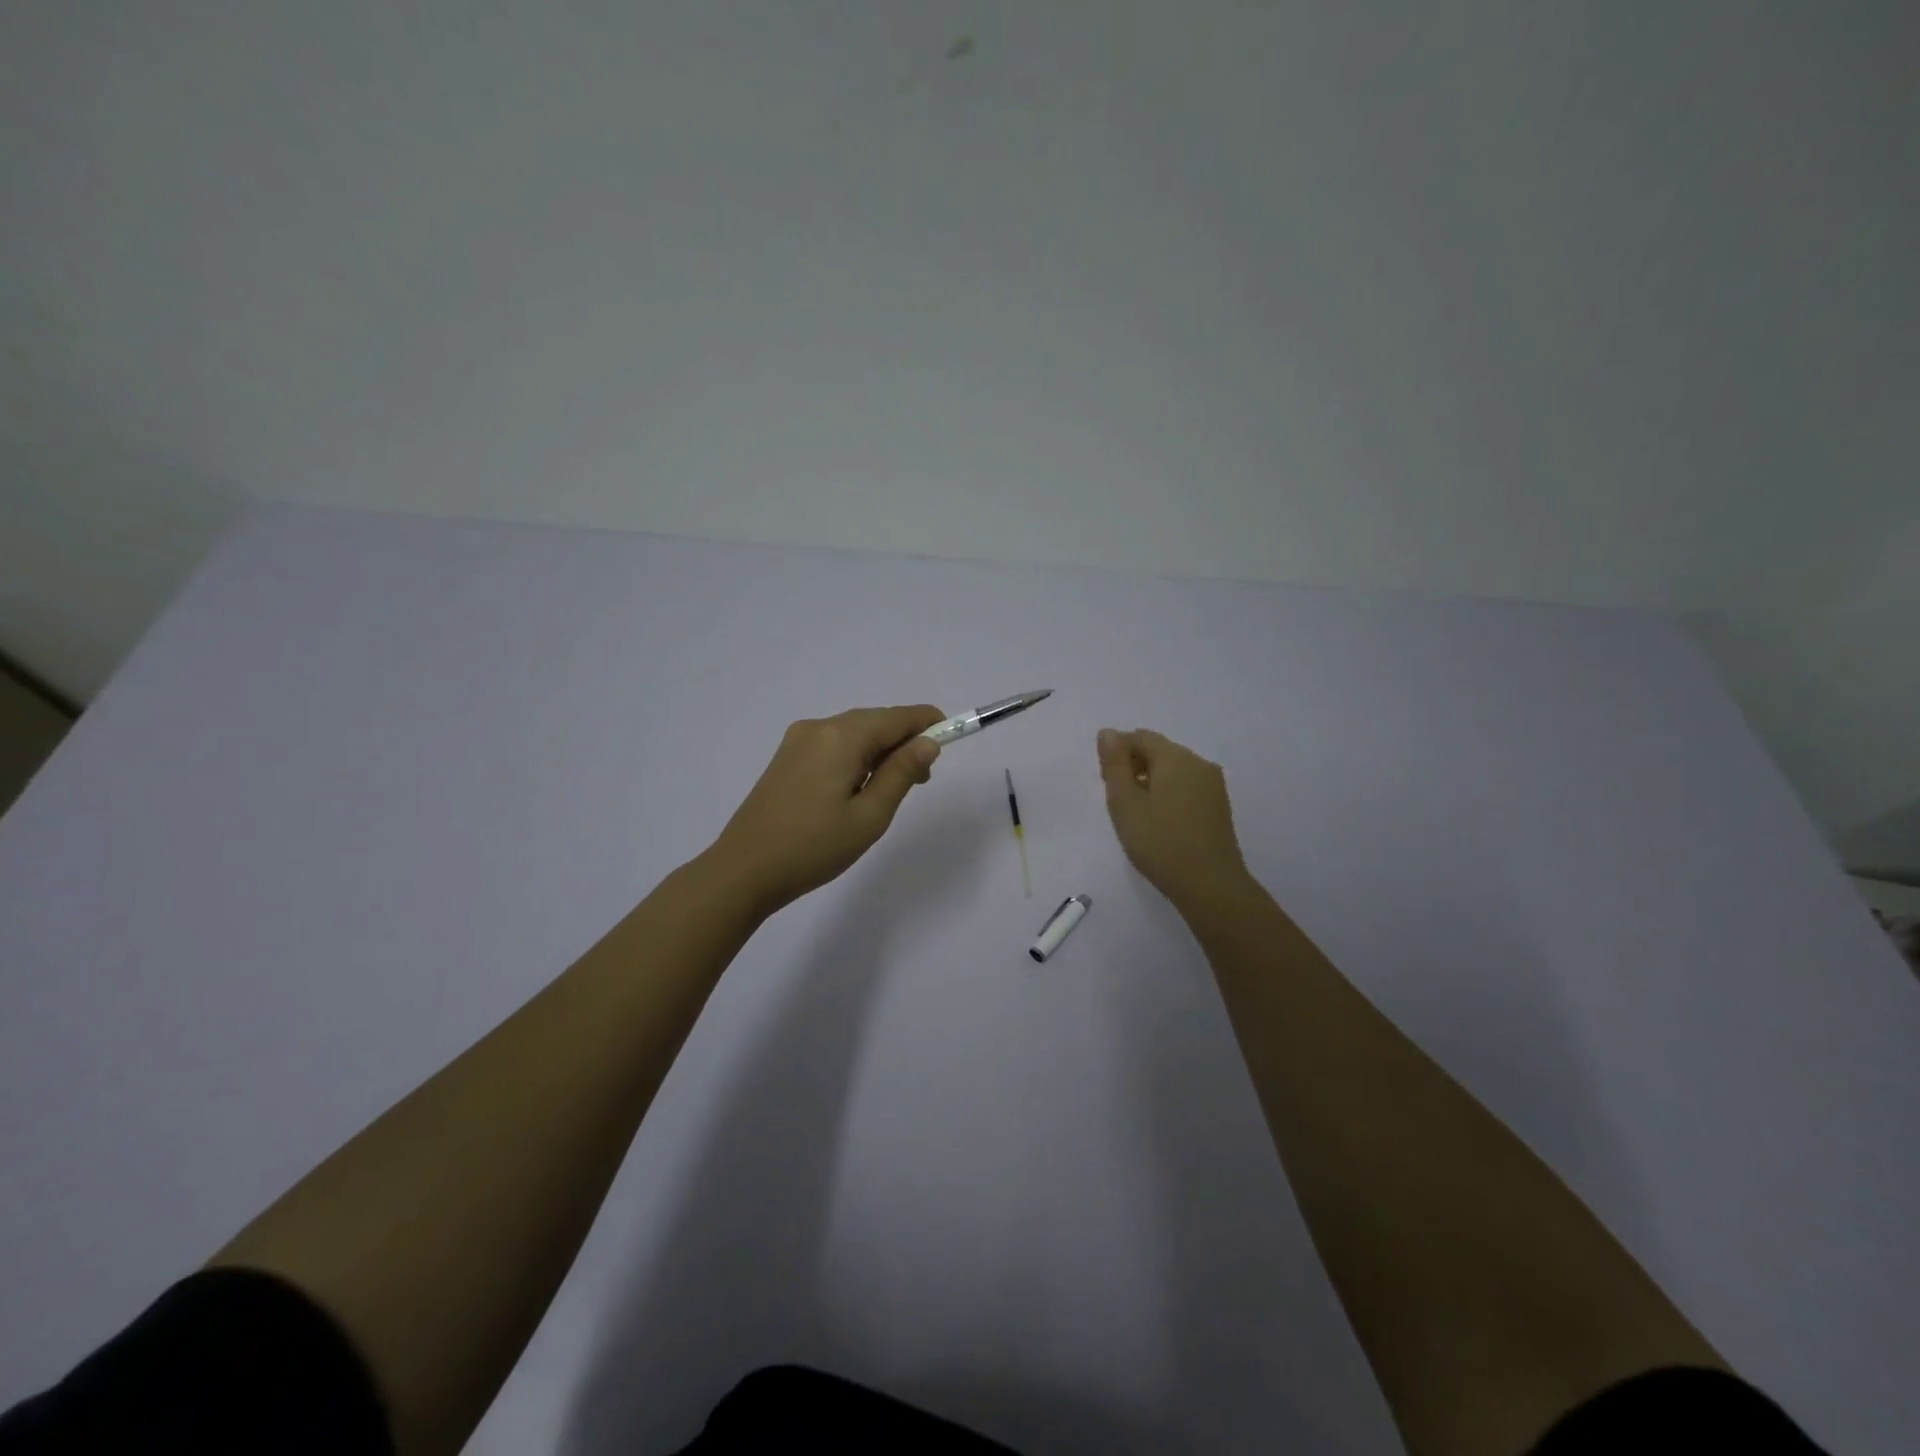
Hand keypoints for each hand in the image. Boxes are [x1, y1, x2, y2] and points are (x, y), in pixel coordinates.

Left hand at [706, 705, 944, 915]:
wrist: (743, 871)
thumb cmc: (813, 847)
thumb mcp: (869, 816)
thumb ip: (901, 773)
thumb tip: (928, 743)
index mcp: (841, 737)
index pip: (896, 717)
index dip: (928, 722)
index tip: (953, 734)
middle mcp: (818, 727)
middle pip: (874, 721)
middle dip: (904, 740)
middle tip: (922, 779)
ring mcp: (797, 741)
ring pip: (853, 733)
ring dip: (880, 750)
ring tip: (893, 788)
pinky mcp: (786, 758)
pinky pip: (833, 745)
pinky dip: (856, 756)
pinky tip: (859, 786)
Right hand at [1097, 727, 1253, 912]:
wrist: (1210, 885)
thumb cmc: (1159, 842)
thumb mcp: (1124, 803)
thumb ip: (1114, 764)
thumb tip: (1108, 732)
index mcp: (1175, 757)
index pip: (1140, 737)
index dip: (1117, 753)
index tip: (1105, 782)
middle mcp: (1198, 763)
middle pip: (1159, 751)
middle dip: (1134, 765)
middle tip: (1117, 799)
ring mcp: (1213, 784)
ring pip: (1174, 769)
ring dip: (1151, 780)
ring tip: (1137, 813)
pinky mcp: (1219, 805)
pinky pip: (1187, 786)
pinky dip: (1168, 793)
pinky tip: (1160, 820)